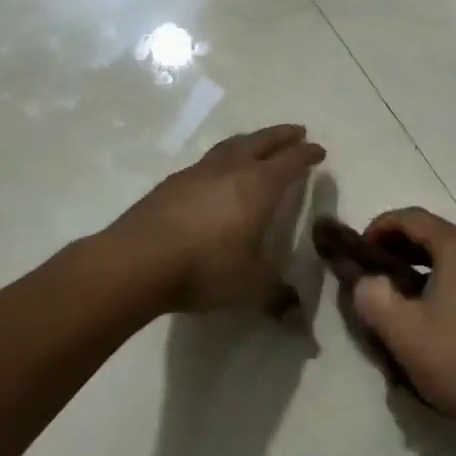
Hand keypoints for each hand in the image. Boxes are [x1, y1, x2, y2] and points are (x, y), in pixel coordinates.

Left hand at [112, 124, 325, 313]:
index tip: (319, 151)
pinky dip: (223, 159)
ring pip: (232, 145)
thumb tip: (301, 324)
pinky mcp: (171, 183)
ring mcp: (198, 173)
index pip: (290, 162)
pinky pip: (207, 162)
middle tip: (297, 132)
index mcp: (258, 186)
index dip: (307, 155)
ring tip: (258, 144)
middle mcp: (231, 169)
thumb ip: (277, 298)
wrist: (136, 261)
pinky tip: (217, 174)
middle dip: (282, 136)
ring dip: (251, 141)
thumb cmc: (205, 267)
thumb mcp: (249, 287)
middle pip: (262, 142)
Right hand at [349, 208, 455, 429]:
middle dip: (398, 247)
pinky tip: (431, 306)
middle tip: (372, 272)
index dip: (379, 227)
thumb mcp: (403, 331)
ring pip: (451, 254)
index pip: (411, 217)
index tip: (358, 250)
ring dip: (420, 264)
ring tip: (396, 291)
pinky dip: (443, 277)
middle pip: (433, 232)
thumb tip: (366, 281)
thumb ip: (372, 296)